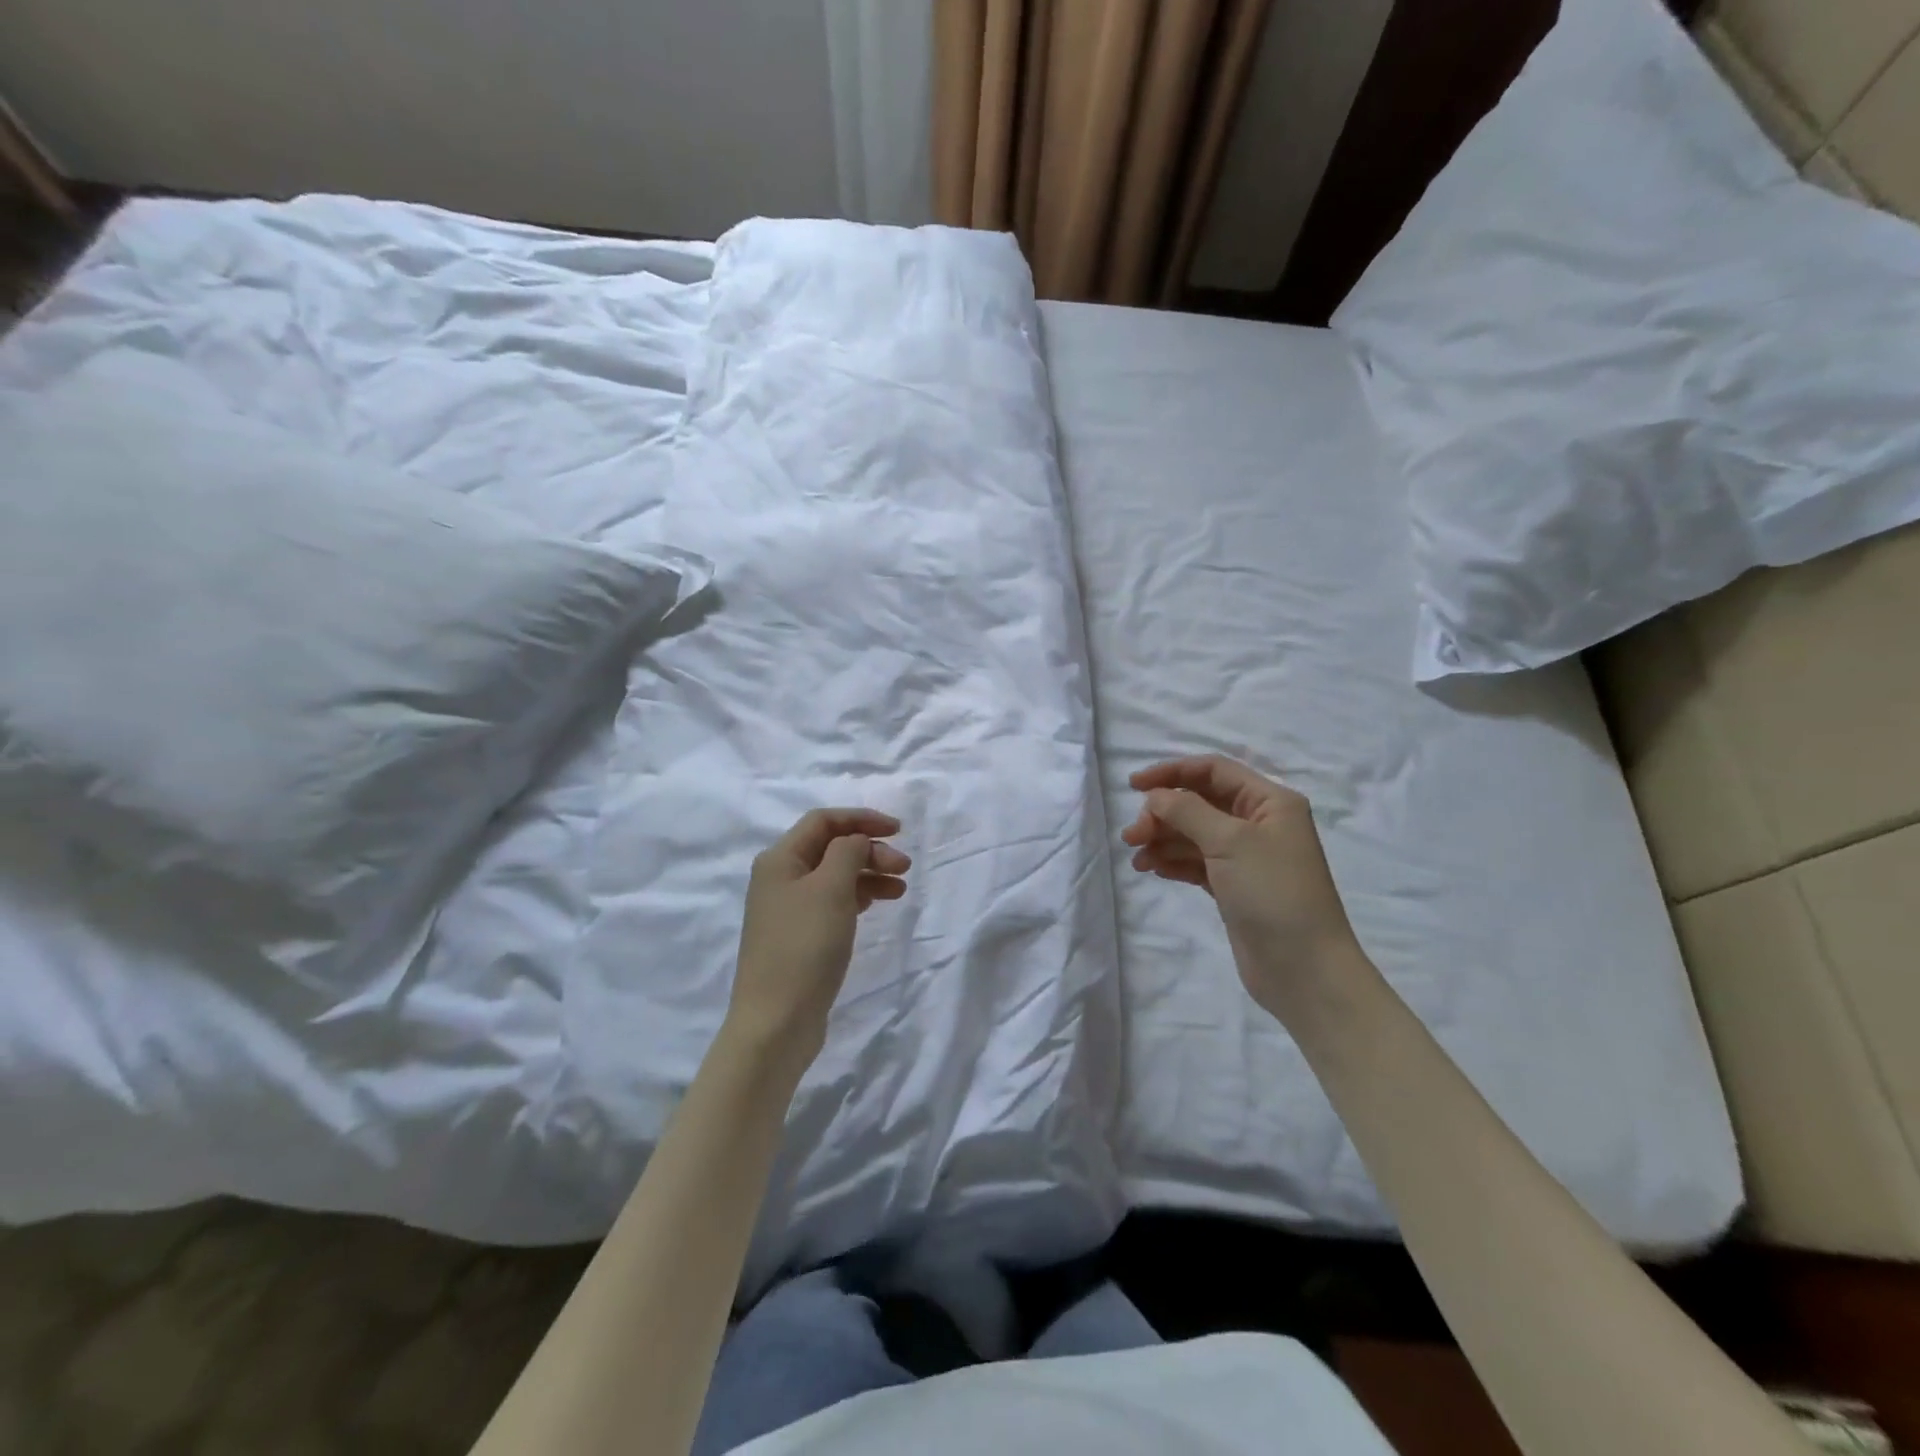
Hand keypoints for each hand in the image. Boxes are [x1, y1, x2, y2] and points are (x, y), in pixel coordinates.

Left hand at [726, 808, 910, 1074]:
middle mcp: (780, 878)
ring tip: (900, 889)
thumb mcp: (830, 889)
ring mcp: (789, 910)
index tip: (898, 830)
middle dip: (870, 849)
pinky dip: (858, 897)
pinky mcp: (800, 937)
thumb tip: (855, 840)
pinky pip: (833, 902)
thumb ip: (847, 852)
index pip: (823, 820)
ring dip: (868, 873)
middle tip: (904, 867)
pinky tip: (878, 904)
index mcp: (780, 859)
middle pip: (830, 847)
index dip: (861, 818)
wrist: (776, 1023)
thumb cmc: (804, 947)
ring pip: (835, 875)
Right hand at [1121, 755, 1362, 1022]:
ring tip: (1137, 858)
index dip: (1171, 772)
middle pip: (1199, 802)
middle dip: (1163, 813)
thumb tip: (1155, 796)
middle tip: (1133, 836)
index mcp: (1269, 801)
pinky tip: (1152, 869)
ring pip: (1194, 834)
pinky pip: (1196, 862)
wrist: (1304, 969)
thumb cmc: (1273, 893)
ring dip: (1163, 839)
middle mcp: (1259, 823)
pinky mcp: (1234, 886)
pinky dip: (1174, 861)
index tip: (1134, 786)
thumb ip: (1187, 811)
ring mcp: (1246, 856)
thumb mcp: (1230, 842)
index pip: (1213, 771)